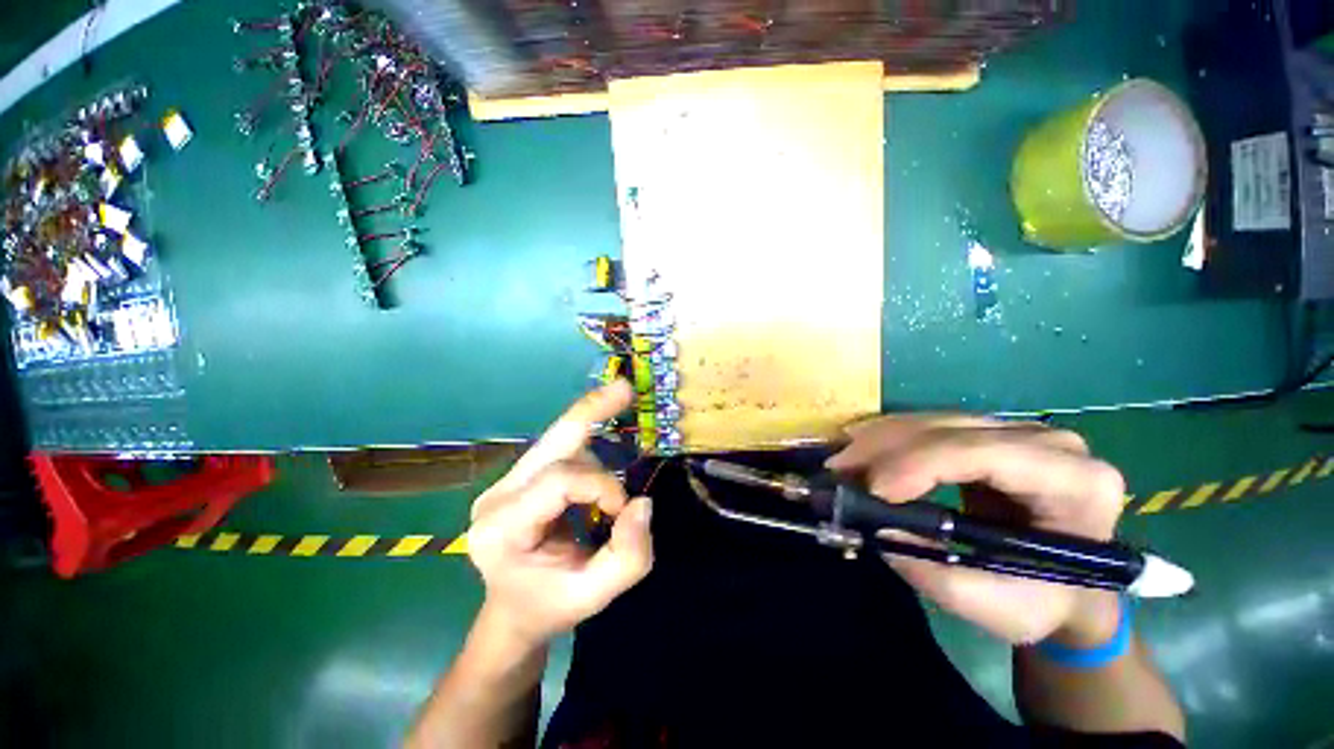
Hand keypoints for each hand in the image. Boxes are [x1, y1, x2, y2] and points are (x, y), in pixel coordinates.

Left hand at [466, 380, 653, 648]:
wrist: (514, 610)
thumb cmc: (550, 604)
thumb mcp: (594, 595)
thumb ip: (628, 558)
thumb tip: (642, 504)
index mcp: (501, 528)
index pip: (559, 480)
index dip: (601, 485)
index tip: (623, 510)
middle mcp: (497, 496)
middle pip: (552, 442)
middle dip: (591, 411)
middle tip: (624, 387)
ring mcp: (505, 482)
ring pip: (557, 440)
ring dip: (594, 431)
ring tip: (619, 410)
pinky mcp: (519, 477)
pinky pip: (558, 447)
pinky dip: (587, 436)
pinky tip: (603, 433)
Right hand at [826, 415, 1125, 645]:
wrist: (1069, 590)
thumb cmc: (1042, 603)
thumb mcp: (994, 605)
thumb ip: (934, 570)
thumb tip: (878, 526)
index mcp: (1076, 483)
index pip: (985, 454)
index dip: (920, 464)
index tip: (871, 490)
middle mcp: (1051, 443)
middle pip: (952, 429)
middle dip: (887, 448)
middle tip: (838, 469)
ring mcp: (1019, 431)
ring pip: (935, 420)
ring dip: (880, 439)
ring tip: (842, 461)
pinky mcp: (990, 434)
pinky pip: (931, 425)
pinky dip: (890, 437)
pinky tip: (860, 445)